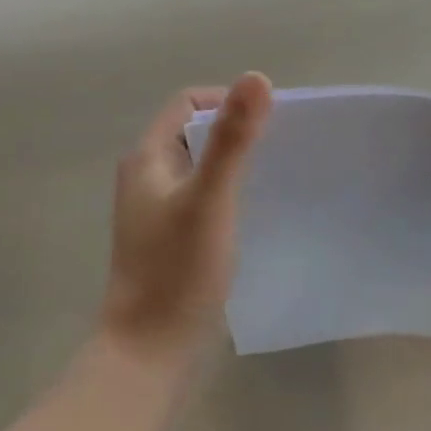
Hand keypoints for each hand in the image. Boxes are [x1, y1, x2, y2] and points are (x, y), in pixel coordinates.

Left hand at [102, 72, 273, 359]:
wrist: (149, 352)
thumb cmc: (176, 270)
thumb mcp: (210, 198)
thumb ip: (233, 139)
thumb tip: (257, 77)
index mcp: (148, 159)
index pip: (189, 104)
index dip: (227, 102)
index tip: (269, 123)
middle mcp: (149, 177)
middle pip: (198, 134)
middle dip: (238, 133)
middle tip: (282, 149)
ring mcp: (160, 210)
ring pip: (205, 167)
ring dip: (238, 164)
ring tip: (278, 176)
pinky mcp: (175, 238)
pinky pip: (208, 197)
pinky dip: (233, 193)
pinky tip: (260, 210)